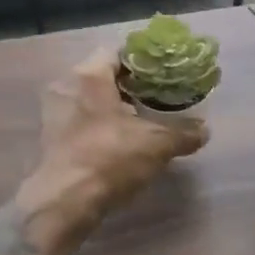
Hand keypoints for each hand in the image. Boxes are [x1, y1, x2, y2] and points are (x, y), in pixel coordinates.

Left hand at [19, 49, 207, 243]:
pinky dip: (100, 126)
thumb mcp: (156, 144)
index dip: (142, 61)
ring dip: (114, 108)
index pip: (117, 52)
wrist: (65, 202)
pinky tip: (121, 143)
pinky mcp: (50, 139)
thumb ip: (183, 133)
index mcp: (89, 75)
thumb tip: (204, 130)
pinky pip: (80, 121)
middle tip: (157, 97)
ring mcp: (54, 113)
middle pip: (102, 76)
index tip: (163, 73)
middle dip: (129, 86)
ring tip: (142, 121)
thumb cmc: (109, 158)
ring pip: (90, 100)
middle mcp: (66, 86)